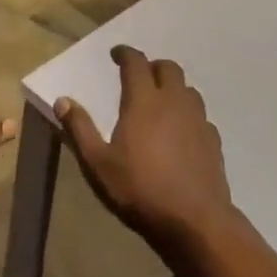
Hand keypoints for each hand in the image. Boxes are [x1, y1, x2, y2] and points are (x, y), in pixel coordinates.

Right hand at [57, 46, 238, 266]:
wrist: (195, 223)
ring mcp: (198, 120)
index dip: (125, 53)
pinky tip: (182, 132)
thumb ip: (79, 129)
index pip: (136, 62)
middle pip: (168, 68)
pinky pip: (201, 116)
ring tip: (160, 102)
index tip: (116, 54)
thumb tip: (62, 100)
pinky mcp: (213, 141)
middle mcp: (173, 101)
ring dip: (173, 88)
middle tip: (139, 77)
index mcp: (144, 101)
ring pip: (188, 89)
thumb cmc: (140, 190)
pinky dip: (189, 114)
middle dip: (152, 66)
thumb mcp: (98, 164)